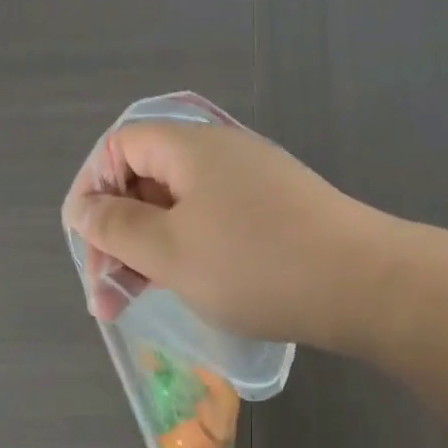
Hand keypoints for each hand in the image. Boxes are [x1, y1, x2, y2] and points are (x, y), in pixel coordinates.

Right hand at [63, 118, 392, 348]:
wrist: (363, 284)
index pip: (122, 146)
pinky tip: (188, 288)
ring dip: (152, 250)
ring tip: (135, 301)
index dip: (93, 188)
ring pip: (183, 207)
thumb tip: (83, 208)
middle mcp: (224, 153)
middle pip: (150, 178)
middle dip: (119, 232)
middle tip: (108, 291)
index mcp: (191, 147)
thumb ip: (116, 227)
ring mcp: (256, 182)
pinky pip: (218, 222)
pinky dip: (192, 251)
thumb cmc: (255, 265)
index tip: (88, 242)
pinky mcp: (279, 212)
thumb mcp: (170, 250)